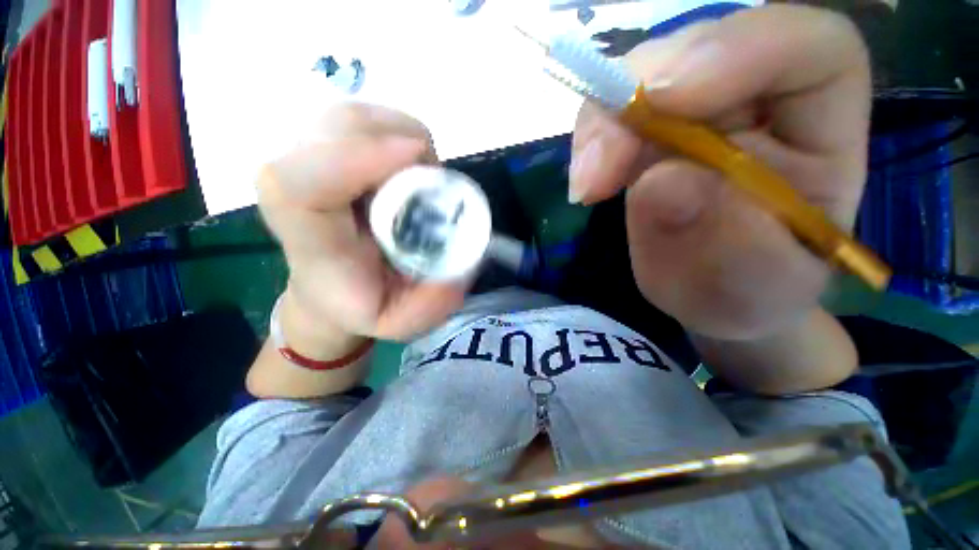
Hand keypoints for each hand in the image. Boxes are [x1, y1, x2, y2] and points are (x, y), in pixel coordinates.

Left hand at [258, 103, 468, 341]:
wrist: (330, 288)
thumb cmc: (362, 305)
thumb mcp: (401, 321)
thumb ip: (433, 301)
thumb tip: (465, 256)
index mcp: (312, 241)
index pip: (302, 183)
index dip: (356, 157)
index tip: (418, 158)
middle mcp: (297, 193)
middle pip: (335, 130)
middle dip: (399, 142)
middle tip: (433, 181)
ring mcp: (307, 163)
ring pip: (351, 117)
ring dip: (399, 135)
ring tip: (422, 177)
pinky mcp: (322, 152)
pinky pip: (360, 122)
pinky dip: (394, 133)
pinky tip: (406, 166)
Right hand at [570, 5, 870, 340]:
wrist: (714, 298)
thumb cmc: (747, 296)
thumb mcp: (747, 287)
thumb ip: (720, 240)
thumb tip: (657, 182)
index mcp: (820, 130)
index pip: (802, 46)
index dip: (733, 51)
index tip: (661, 101)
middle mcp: (759, 101)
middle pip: (697, 52)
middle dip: (636, 101)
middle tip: (596, 171)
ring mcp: (695, 113)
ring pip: (640, 79)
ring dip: (603, 127)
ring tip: (588, 186)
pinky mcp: (649, 133)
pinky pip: (612, 115)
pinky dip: (592, 143)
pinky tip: (588, 183)